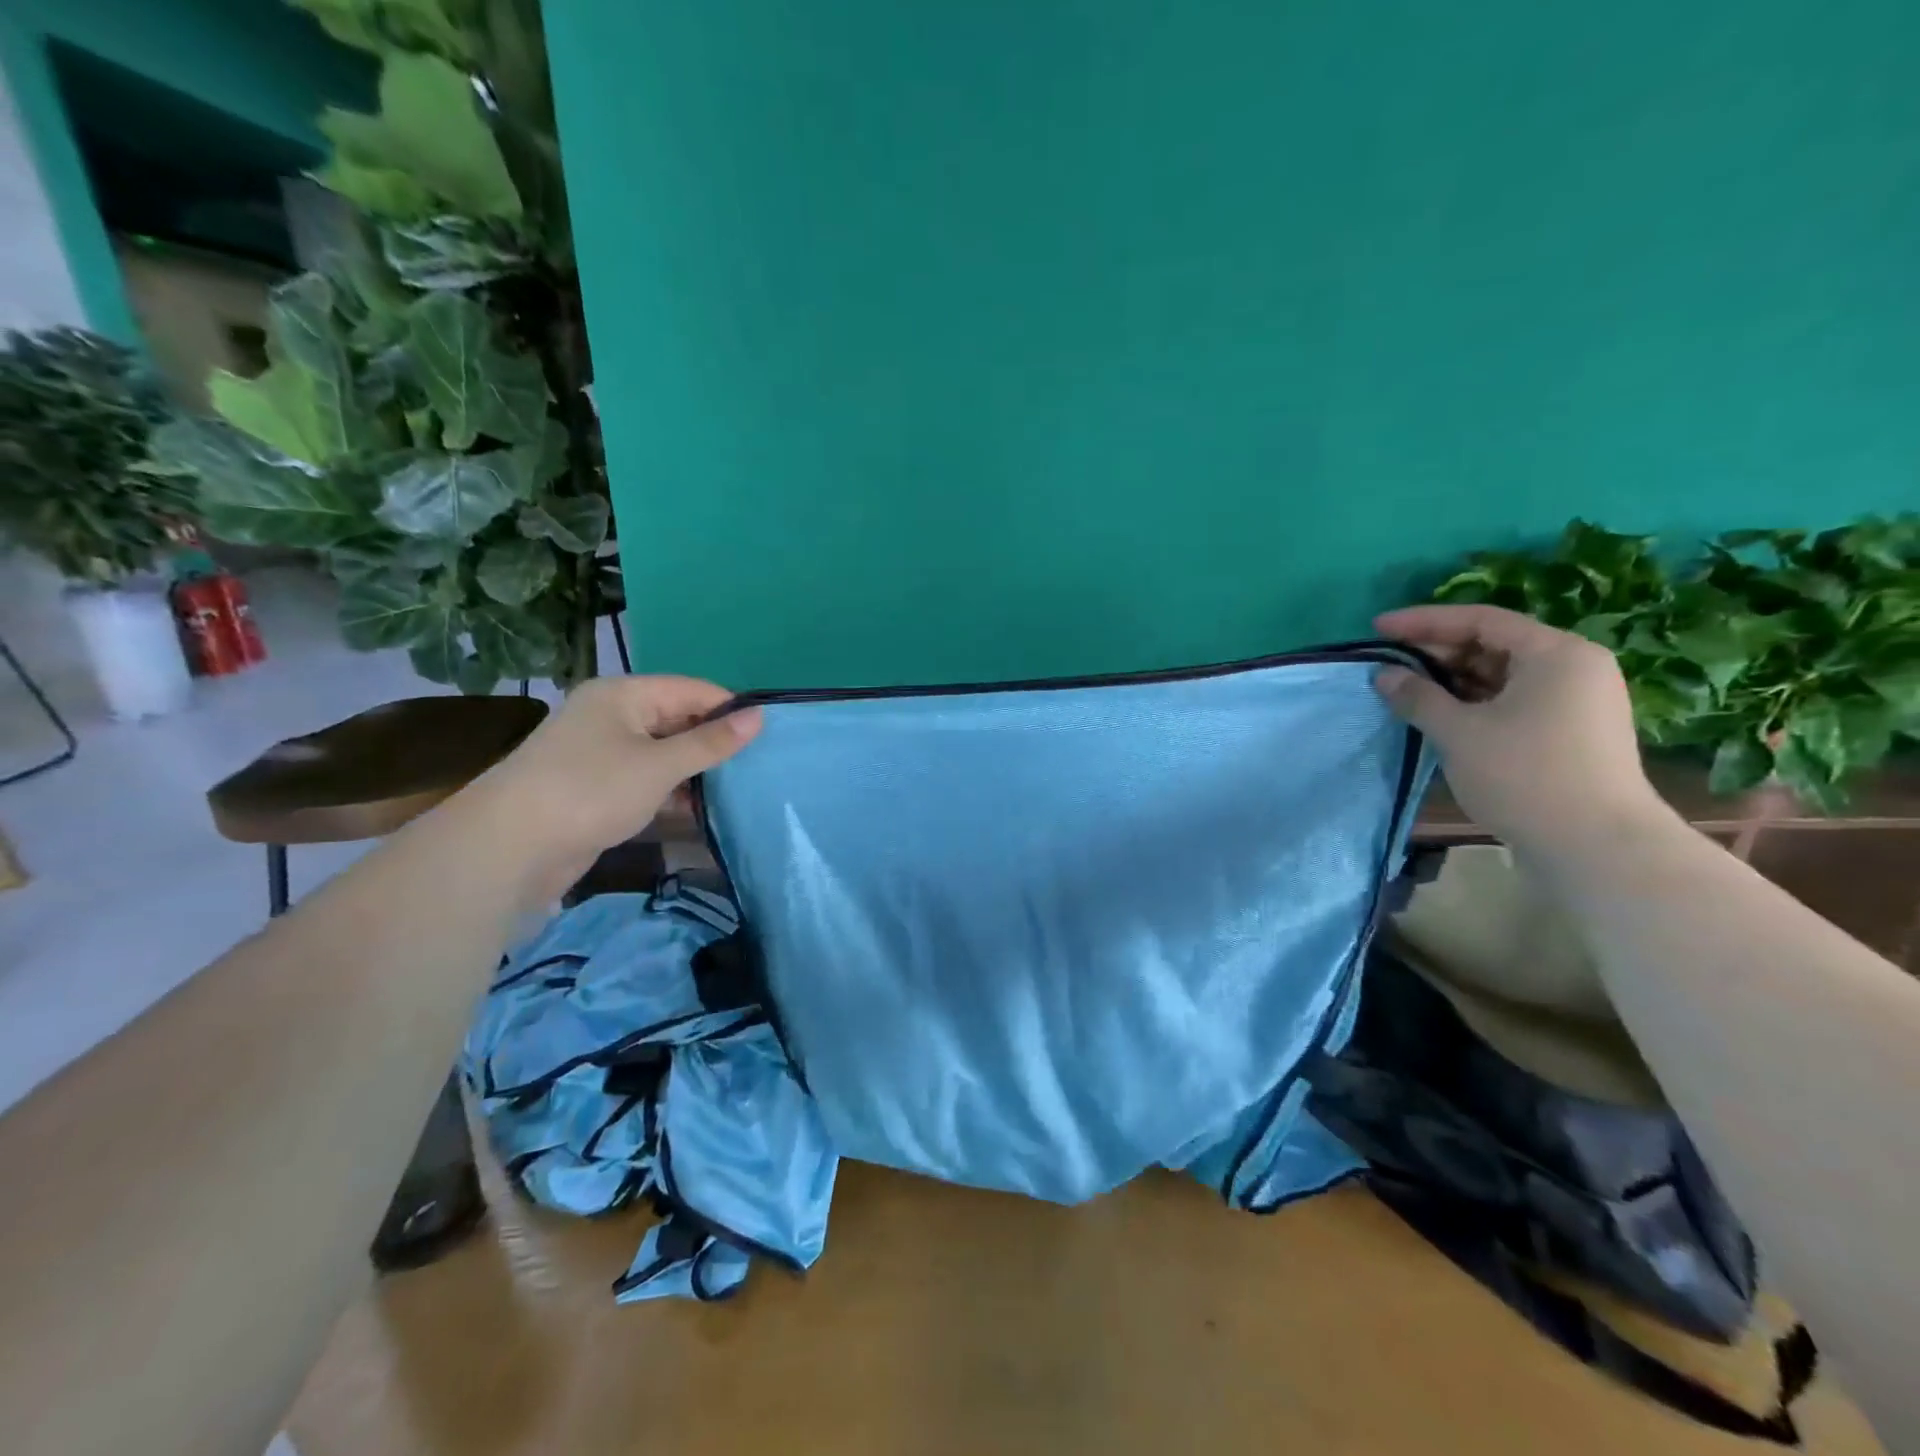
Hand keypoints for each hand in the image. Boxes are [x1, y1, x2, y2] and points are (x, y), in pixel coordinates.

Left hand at [466, 676, 762, 903]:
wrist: (509, 848)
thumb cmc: (591, 791)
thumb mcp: (660, 765)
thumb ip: (711, 742)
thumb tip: (759, 716)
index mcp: (623, 695)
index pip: (691, 690)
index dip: (729, 709)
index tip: (768, 735)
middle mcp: (612, 716)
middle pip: (677, 719)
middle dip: (713, 742)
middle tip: (757, 765)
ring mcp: (601, 752)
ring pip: (662, 752)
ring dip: (694, 771)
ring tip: (737, 789)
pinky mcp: (596, 787)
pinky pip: (645, 779)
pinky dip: (671, 791)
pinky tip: (699, 809)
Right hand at [1372, 604, 1666, 850]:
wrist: (1595, 845)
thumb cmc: (1525, 775)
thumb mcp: (1458, 732)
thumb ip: (1417, 696)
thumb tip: (1384, 675)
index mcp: (1556, 653)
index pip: (1481, 620)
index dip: (1424, 621)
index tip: (1379, 628)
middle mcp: (1573, 667)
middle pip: (1494, 644)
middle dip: (1437, 651)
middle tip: (1389, 663)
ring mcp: (1576, 700)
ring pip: (1502, 674)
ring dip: (1453, 679)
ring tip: (1407, 690)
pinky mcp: (1570, 731)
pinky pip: (1513, 699)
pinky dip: (1474, 701)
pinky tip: (1441, 714)